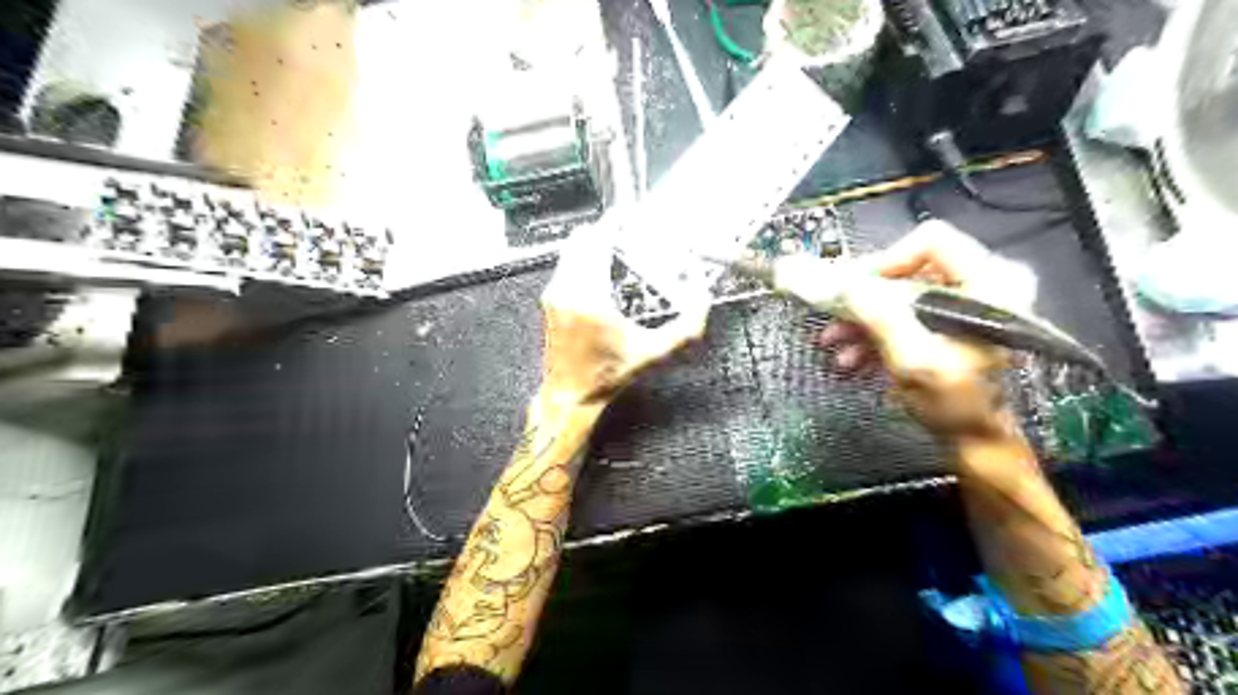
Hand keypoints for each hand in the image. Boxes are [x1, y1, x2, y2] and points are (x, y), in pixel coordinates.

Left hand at [539, 232, 706, 404]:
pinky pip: (567, 264)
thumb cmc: (606, 376)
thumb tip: (703, 302)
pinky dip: (585, 257)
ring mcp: (555, 294)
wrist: (570, 395)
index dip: (614, 222)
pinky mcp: (551, 300)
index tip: (629, 215)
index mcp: (590, 298)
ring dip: (594, 243)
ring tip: (619, 250)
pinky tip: (604, 271)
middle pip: (583, 238)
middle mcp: (567, 290)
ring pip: (572, 249)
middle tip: (630, 234)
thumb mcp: (652, 354)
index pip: (598, 241)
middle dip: (606, 231)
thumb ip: (684, 329)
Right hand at [820, 221, 1009, 439]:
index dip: (886, 261)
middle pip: (907, 267)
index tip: (853, 290)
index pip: (930, 241)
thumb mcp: (913, 359)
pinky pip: (901, 314)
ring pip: (898, 293)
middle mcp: (978, 285)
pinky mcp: (944, 323)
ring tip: (833, 344)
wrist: (972, 441)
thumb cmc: (953, 403)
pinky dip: (873, 331)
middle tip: (833, 316)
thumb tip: (842, 283)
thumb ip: (880, 316)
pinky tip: (850, 356)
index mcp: (988, 283)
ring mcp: (961, 305)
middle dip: (864, 297)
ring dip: (861, 318)